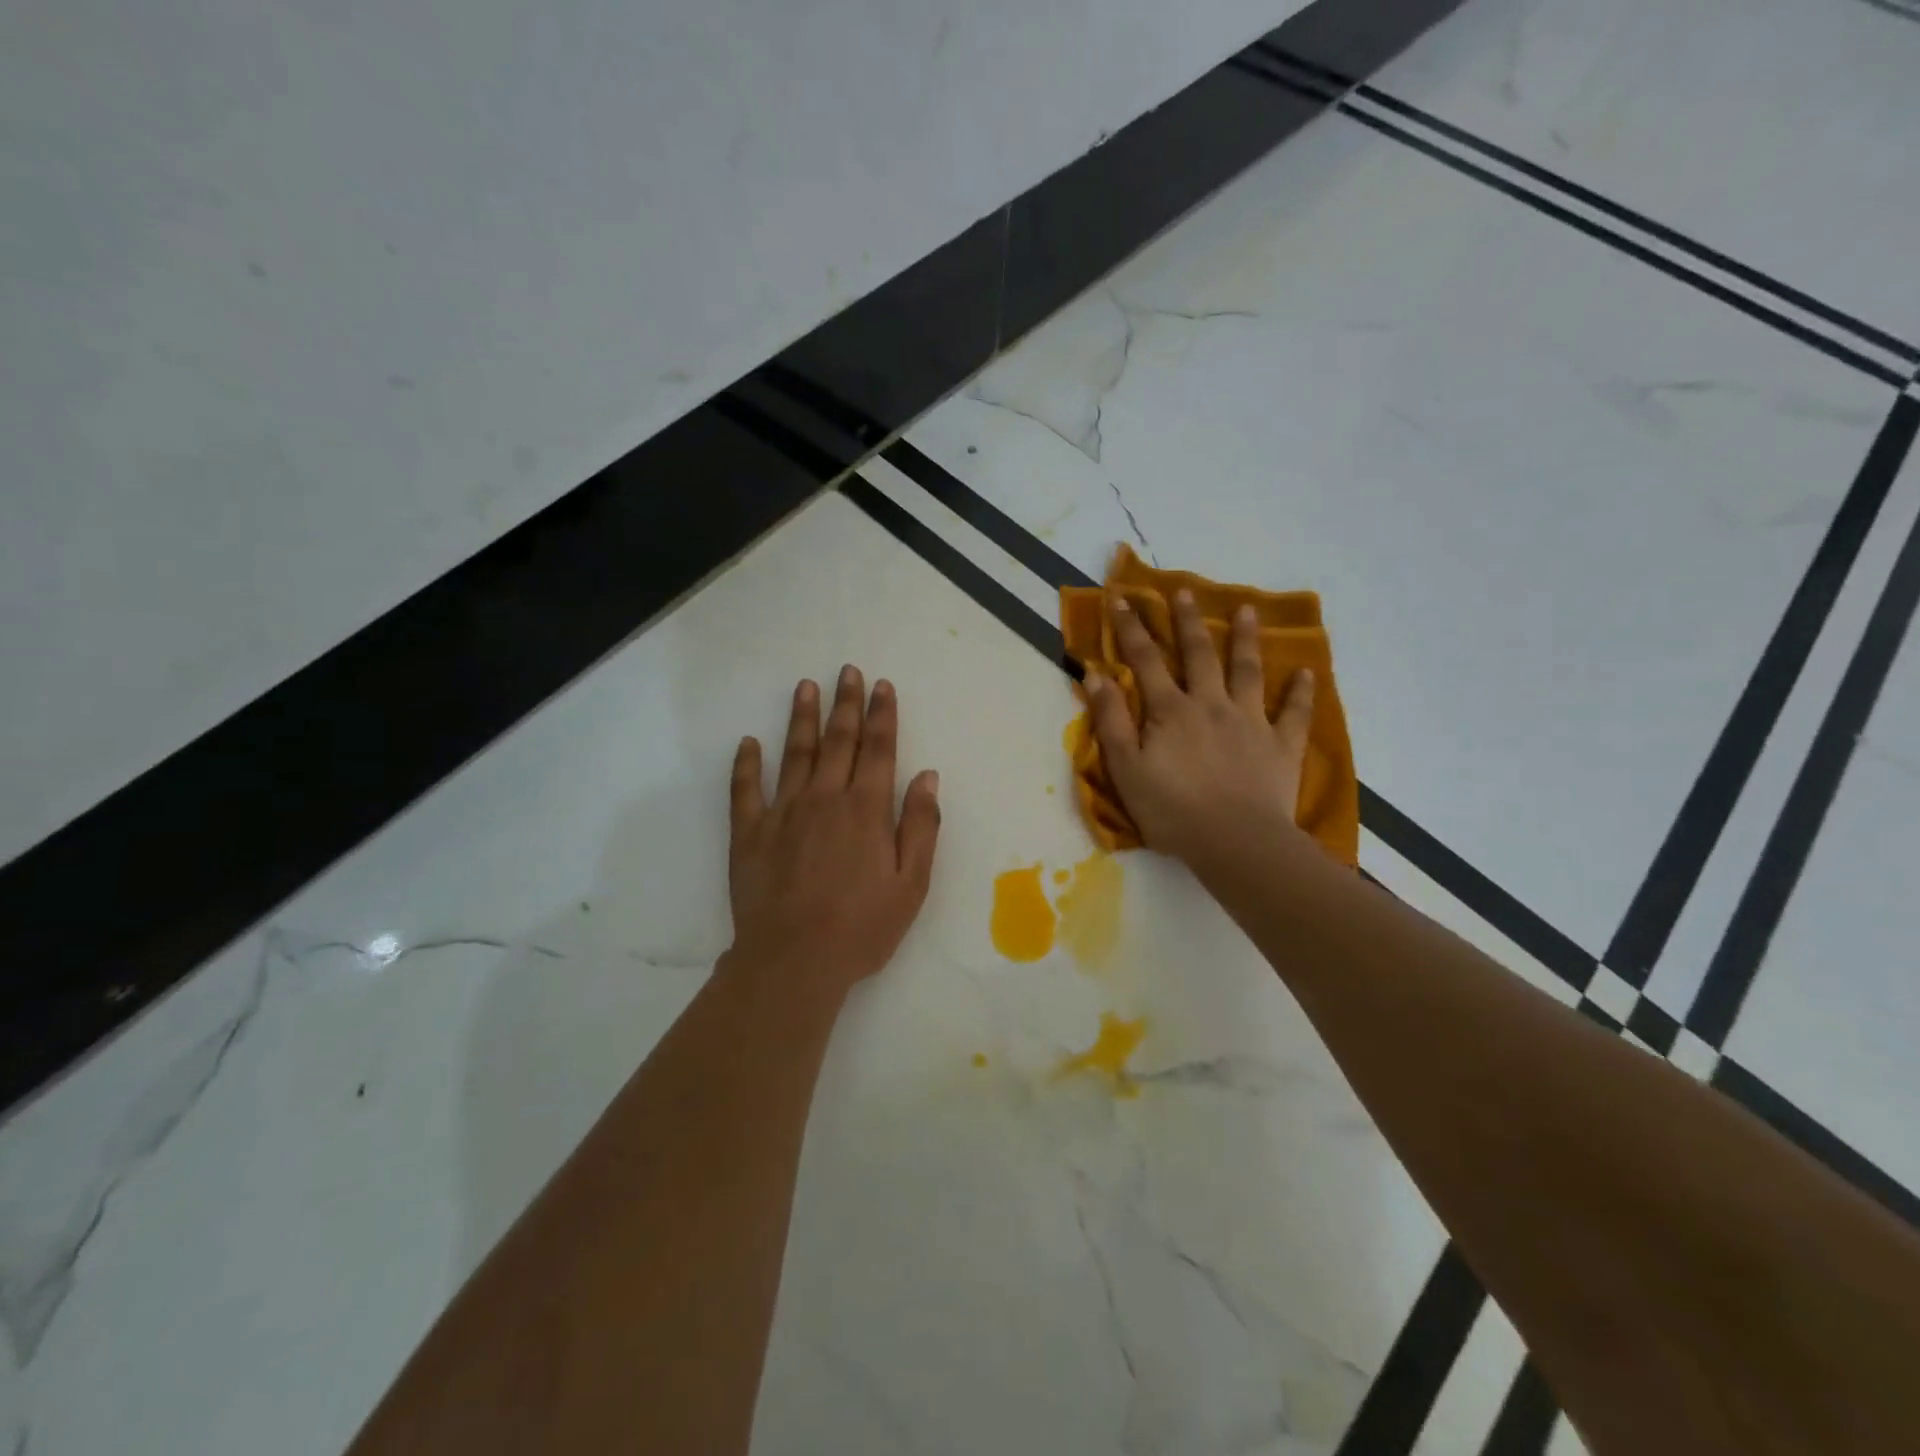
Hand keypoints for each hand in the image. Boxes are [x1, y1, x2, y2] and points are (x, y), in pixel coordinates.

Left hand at [725, 666, 941, 1000]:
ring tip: (806, 686)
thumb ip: (921, 826)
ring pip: (795, 753)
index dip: (882, 714)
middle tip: (847, 671)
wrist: (793, 961)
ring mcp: (783, 813)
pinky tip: (749, 742)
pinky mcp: (749, 833)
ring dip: (802, 718)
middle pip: (838, 741)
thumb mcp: (911, 884)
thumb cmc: (862, 927)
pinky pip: (745, 790)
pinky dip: (747, 764)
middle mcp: (825, 798)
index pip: (878, 749)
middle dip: (846, 704)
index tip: (882, 685)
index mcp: (866, 809)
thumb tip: (928, 776)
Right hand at [1083, 592, 1314, 869]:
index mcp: (1170, 710)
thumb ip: (1111, 720)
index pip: (1145, 660)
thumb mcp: (1126, 769)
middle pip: (1199, 654)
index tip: (1122, 598)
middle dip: (1188, 621)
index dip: (1131, 627)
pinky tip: (1305, 672)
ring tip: (1247, 610)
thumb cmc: (1172, 810)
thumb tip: (1096, 675)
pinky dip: (1300, 692)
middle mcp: (1211, 704)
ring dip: (1245, 639)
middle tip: (1185, 590)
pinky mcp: (1281, 746)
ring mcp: (1250, 722)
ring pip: (1248, 671)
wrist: (1235, 842)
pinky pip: (1293, 713)